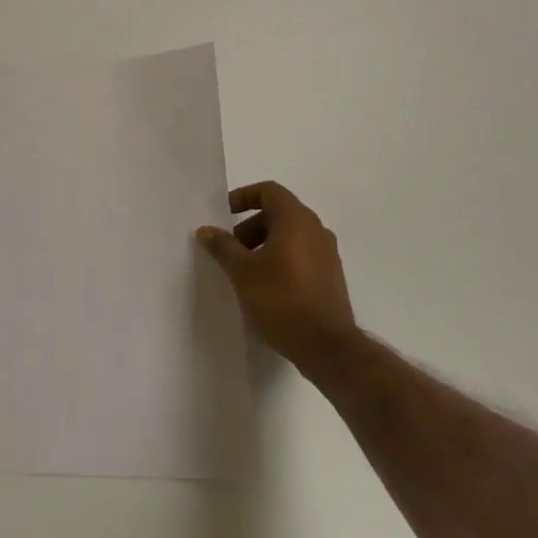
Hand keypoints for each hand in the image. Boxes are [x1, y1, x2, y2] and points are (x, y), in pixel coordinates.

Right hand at [198, 182, 359, 378]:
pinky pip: (301, 254)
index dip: (244, 196)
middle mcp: (316, 229)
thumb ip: (223, 246)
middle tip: (231, 248)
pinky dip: (281, 259)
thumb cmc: (281, 300)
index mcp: (296, 220)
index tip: (224, 214)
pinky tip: (266, 286)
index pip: (269, 191)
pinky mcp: (331, 277)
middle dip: (250, 226)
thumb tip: (206, 230)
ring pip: (290, 235)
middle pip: (279, 213)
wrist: (327, 347)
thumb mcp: (242, 272)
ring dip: (265, 244)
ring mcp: (328, 254)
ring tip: (245, 270)